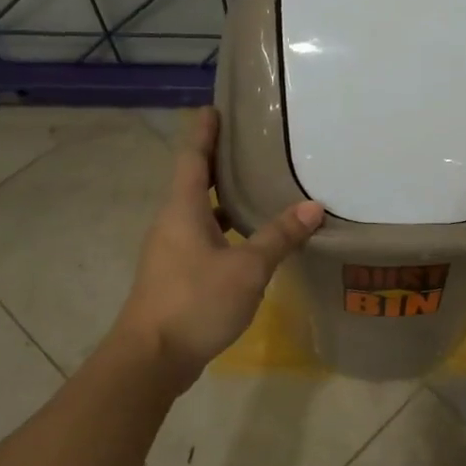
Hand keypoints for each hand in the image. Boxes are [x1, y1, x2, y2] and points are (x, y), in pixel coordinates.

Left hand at [114, 106, 323, 385]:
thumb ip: (279, 236)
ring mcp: (171, 250)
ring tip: (257, 185)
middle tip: (250, 143)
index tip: (216, 107)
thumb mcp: (247, 268)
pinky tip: (249, 239)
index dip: (204, 131)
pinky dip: (224, 228)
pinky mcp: (176, 275)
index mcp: (182, 209)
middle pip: (195, 180)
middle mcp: (172, 222)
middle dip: (219, 160)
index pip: (192, 156)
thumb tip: (314, 206)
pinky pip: (202, 237)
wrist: (152, 357)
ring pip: (199, 211)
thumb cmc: (196, 301)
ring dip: (223, 197)